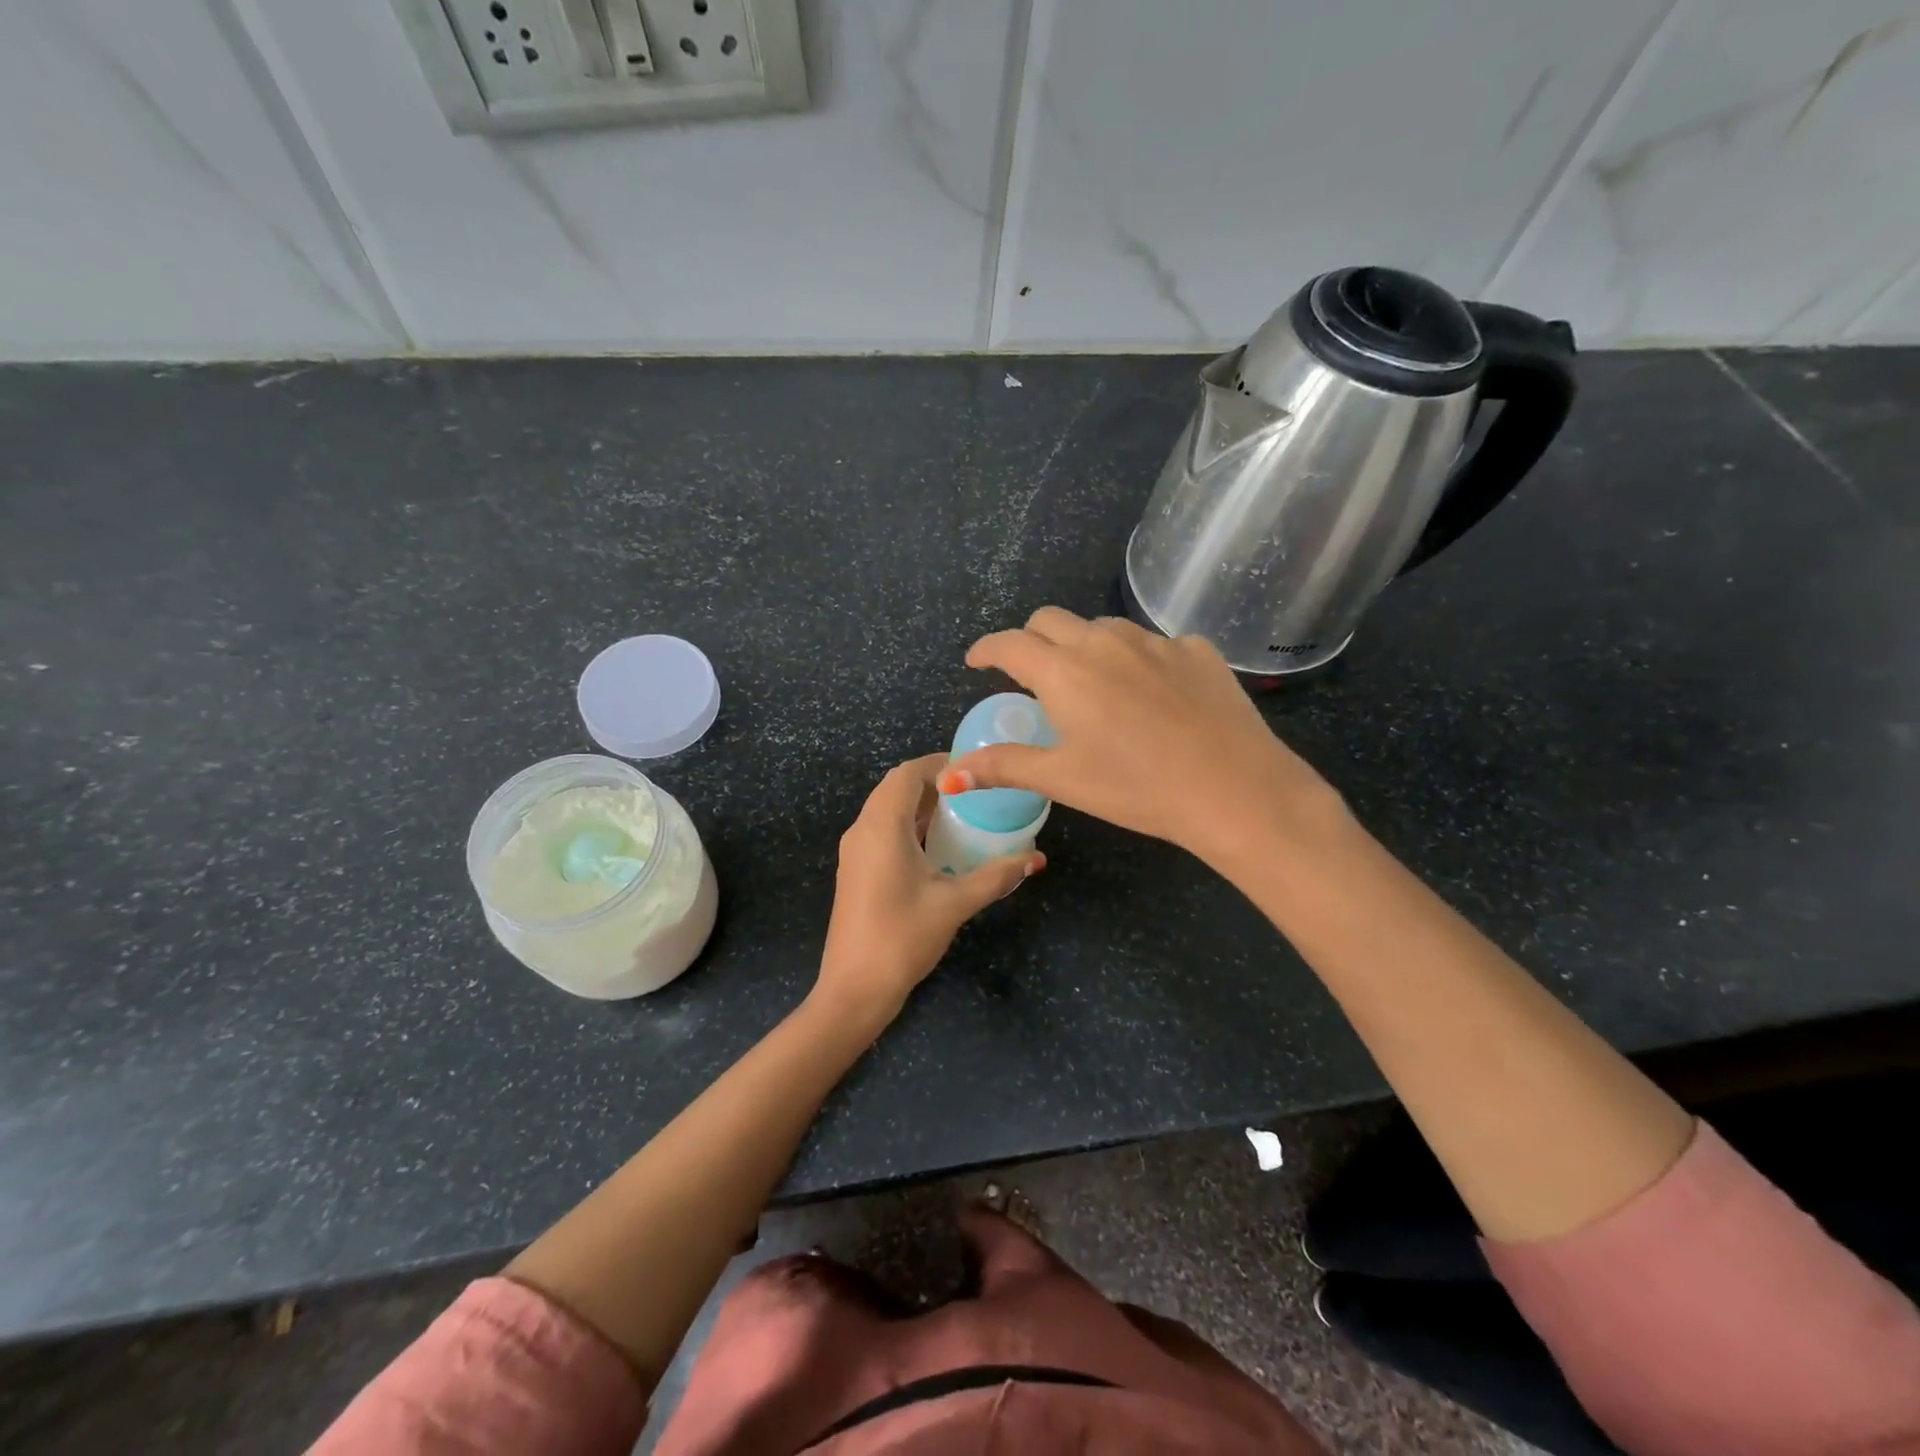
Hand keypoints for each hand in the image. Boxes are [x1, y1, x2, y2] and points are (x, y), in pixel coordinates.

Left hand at [816, 754, 1042, 1026]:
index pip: (907, 774)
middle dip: (934, 783)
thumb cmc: (902, 937)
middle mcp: (862, 829)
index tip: (975, 769)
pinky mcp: (856, 870)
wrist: (853, 989)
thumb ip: (996, 876)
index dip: (939, 764)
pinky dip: (910, 827)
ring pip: (887, 810)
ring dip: (921, 806)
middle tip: (975, 792)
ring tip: (964, 814)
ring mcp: (855, 851)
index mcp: (882, 826)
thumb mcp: (955, 904)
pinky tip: (940, 847)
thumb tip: (1036, 858)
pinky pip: (882, 831)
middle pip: (896, 788)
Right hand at [940, 608, 1344, 869]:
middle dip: (1030, 640)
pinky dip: (1136, 659)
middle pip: (1051, 620)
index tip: (977, 662)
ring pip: (1103, 627)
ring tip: (1092, 684)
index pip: (1010, 643)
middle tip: (1030, 674)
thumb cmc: (1137, 788)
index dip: (986, 649)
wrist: (1235, 790)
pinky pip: (1153, 643)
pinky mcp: (1197, 650)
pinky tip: (1152, 694)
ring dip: (1084, 646)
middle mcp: (1105, 641)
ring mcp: (1156, 640)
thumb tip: (949, 775)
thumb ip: (1004, 767)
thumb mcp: (1063, 779)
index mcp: (1065, 671)